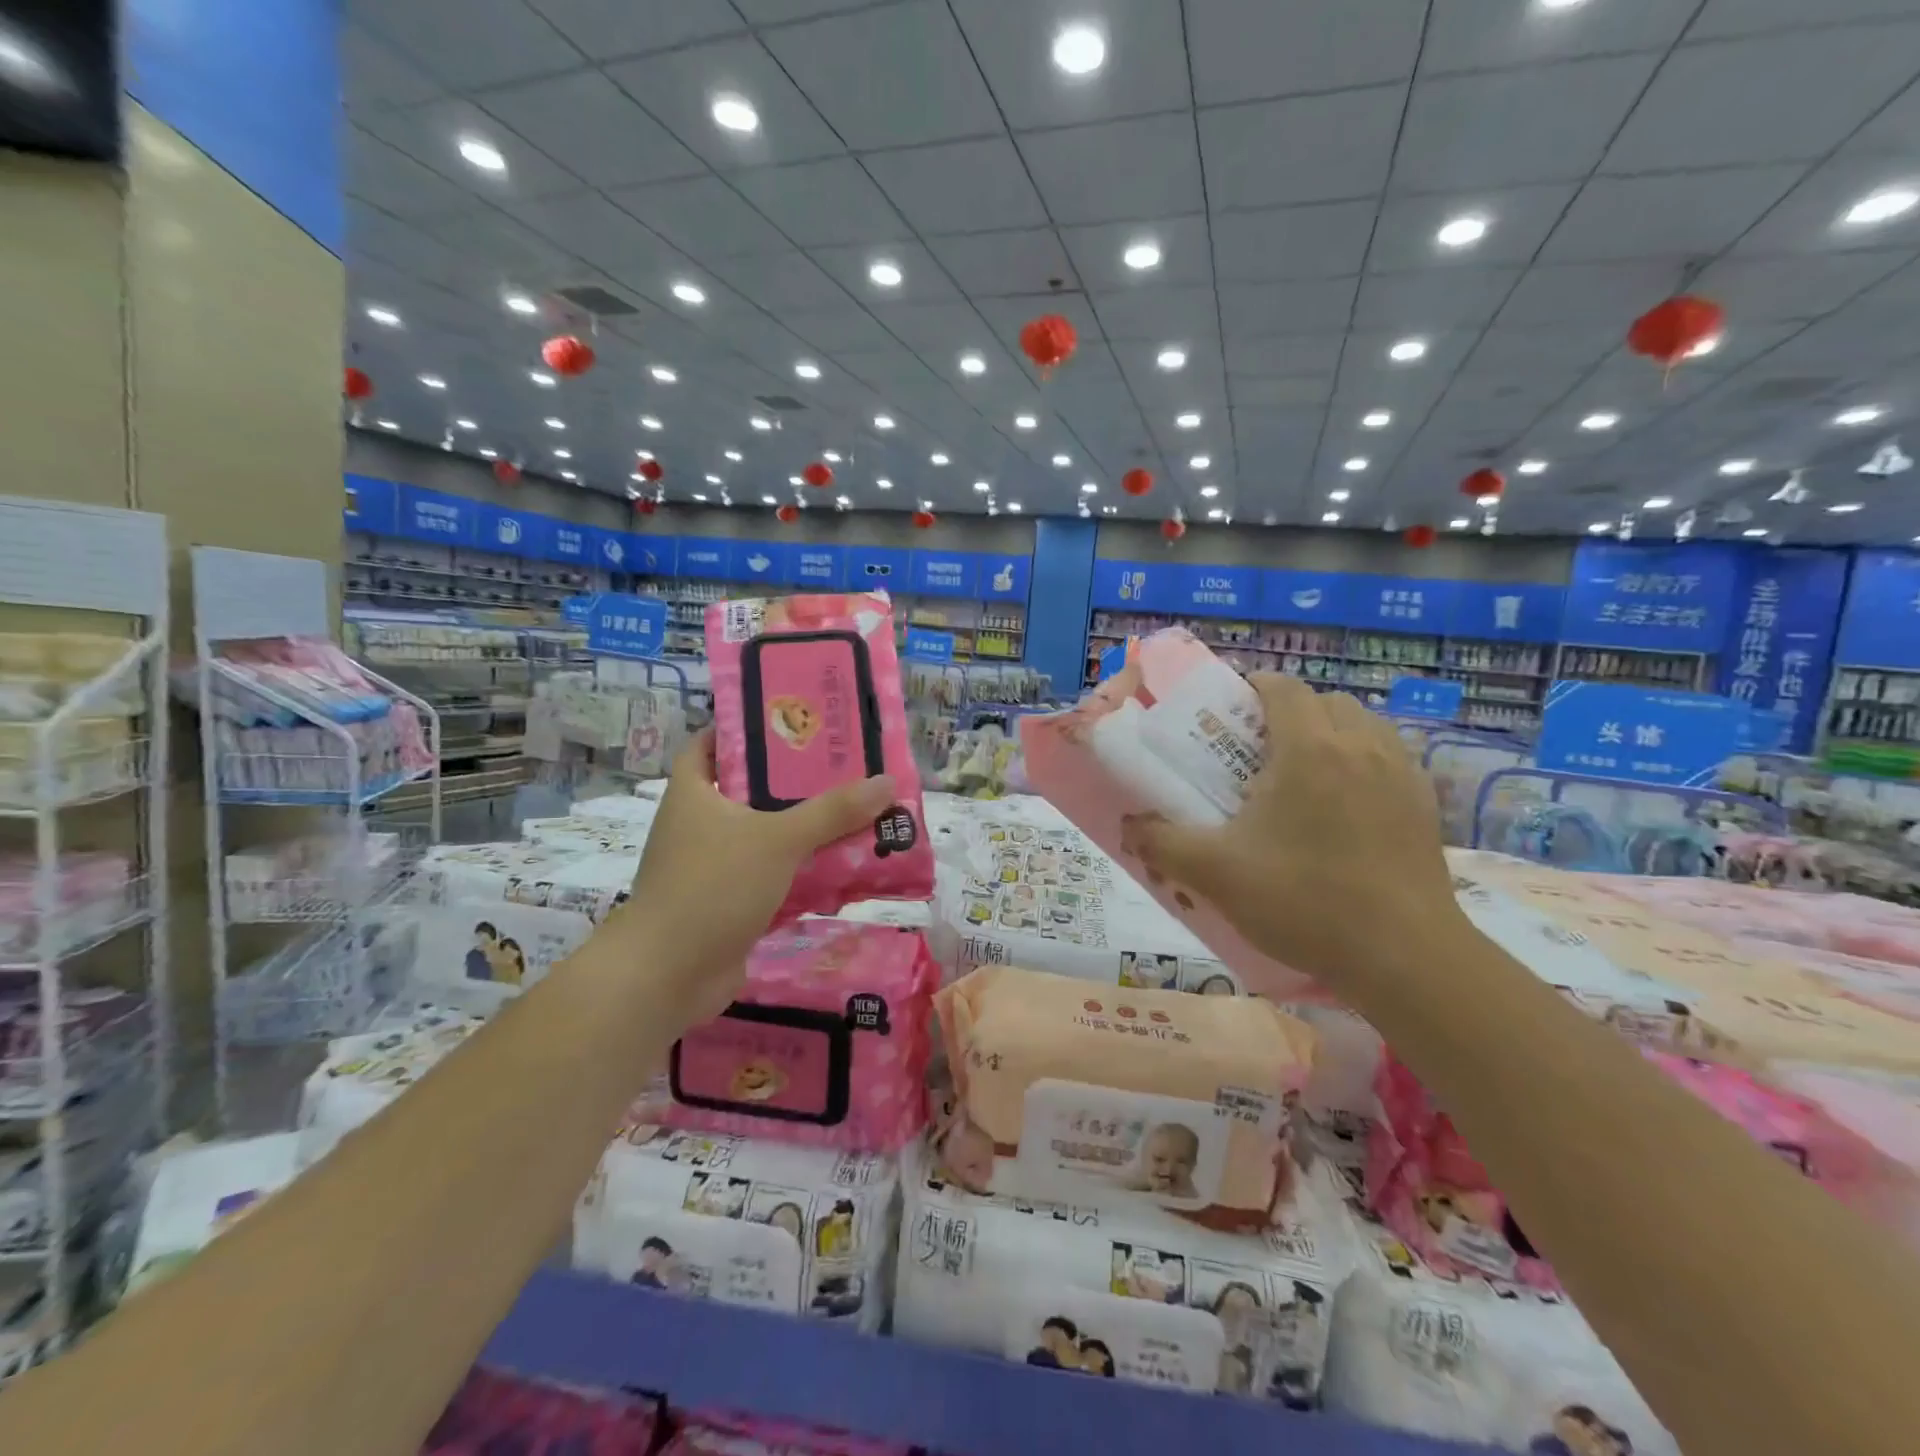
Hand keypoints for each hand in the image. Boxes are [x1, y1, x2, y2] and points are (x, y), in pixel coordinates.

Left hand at [619, 730, 895, 1024]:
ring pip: (763, 834)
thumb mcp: (778, 839)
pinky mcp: (726, 901)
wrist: (667, 975)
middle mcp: (698, 823)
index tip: (792, 721)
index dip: (746, 728)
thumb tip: (886, 782)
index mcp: (694, 792)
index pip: (713, 742)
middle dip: (793, 781)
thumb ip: (832, 812)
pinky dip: (798, 870)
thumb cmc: (712, 887)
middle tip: (842, 767)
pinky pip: (769, 874)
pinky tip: (838, 866)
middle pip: (749, 788)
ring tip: (852, 812)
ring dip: (801, 829)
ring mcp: (710, 865)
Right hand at [1119, 674, 1462, 998]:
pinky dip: (1362, 761)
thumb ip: (1162, 843)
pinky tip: (1345, 807)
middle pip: (1323, 701)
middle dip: (1289, 712)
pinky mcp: (1425, 804)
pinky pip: (1389, 757)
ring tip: (1303, 775)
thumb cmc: (1305, 902)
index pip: (1282, 687)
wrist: (1405, 957)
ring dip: (1330, 733)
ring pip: (1362, 725)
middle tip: (1258, 751)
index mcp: (1309, 748)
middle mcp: (1361, 745)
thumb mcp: (1216, 874)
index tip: (1228, 713)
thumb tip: (1129, 826)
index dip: (1252, 688)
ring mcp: (1401, 773)